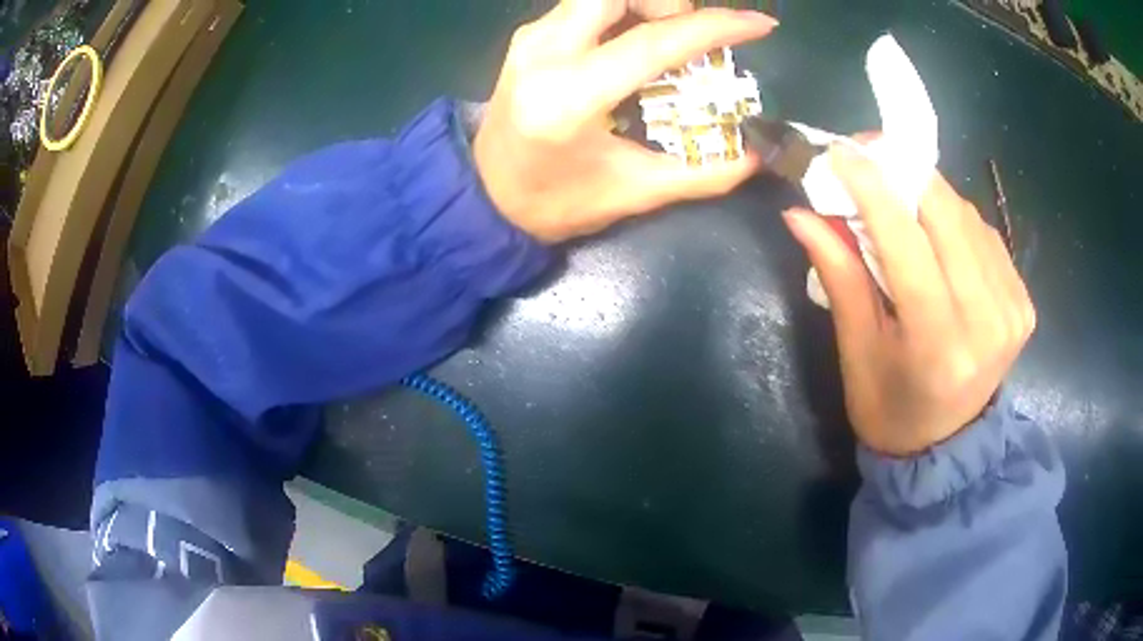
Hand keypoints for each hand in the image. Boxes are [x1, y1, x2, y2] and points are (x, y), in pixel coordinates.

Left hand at [474, 0, 776, 242]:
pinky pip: (586, 5)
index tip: (759, 24)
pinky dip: (623, 12)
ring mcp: (532, 38)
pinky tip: (636, 44)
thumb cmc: (555, 203)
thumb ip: (704, 173)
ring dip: (645, 5)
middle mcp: (545, 51)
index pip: (654, 41)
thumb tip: (758, 154)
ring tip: (668, 41)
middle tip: (691, 37)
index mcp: (570, 95)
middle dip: (668, 3)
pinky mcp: (529, 37)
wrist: (485, 197)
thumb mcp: (634, 192)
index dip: (715, 27)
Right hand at [784, 146, 1036, 455]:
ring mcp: (1012, 310)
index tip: (841, 151)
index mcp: (939, 345)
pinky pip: (984, 233)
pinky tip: (935, 227)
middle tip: (867, 156)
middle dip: (903, 172)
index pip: (907, 243)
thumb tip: (801, 213)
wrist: (947, 443)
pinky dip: (954, 217)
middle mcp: (986, 321)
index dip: (873, 188)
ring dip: (927, 191)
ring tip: (897, 192)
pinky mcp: (1023, 302)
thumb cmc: (890, 408)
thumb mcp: (856, 351)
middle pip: (945, 214)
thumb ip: (839, 275)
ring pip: (967, 216)